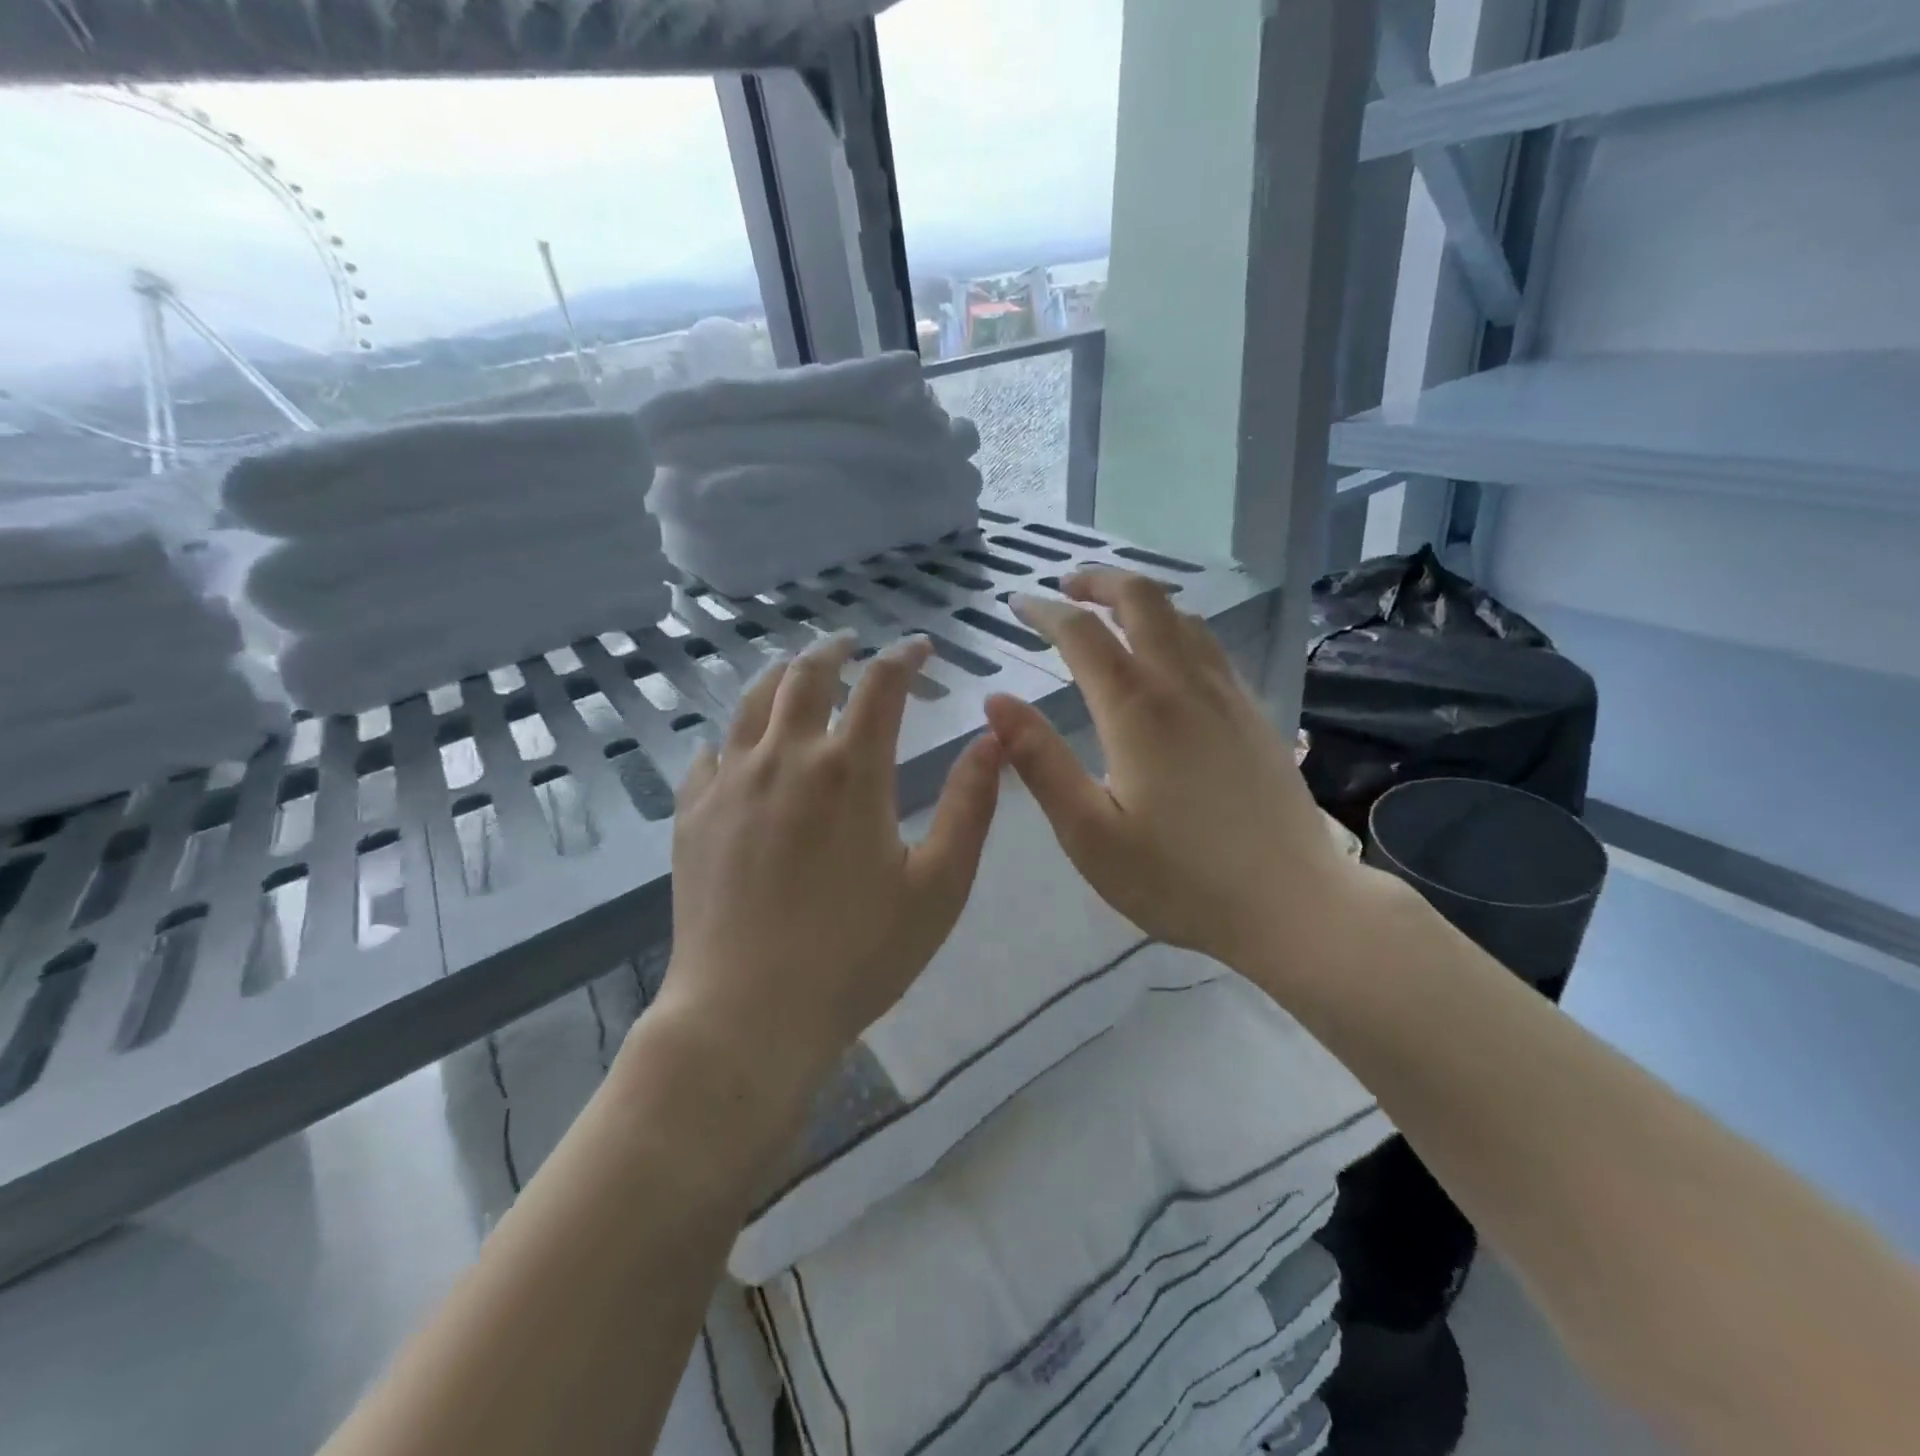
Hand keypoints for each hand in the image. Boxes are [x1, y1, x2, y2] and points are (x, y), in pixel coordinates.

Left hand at [659, 632, 1001, 1104]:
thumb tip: (992, 740)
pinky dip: (732, 734)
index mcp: (849, 770)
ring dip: (781, 675)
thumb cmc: (856, 956)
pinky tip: (738, 745)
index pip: (881, 685)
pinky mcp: (692, 814)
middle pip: (806, 675)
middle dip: (836, 650)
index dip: (904, 656)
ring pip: (752, 701)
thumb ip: (969, 806)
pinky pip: (709, 752)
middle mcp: (785, 758)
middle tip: (852, 643)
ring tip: (797, 670)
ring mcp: (729, 783)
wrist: (748, 1013)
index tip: (920, 647)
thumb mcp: (938, 887)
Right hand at [982, 569, 1366, 981]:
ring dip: (1141, 599)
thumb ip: (1040, 762)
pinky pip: (1210, 646)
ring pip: (1183, 617)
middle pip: (1142, 601)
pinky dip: (1176, 626)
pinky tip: (1168, 654)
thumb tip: (996, 702)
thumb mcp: (1089, 832)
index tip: (1017, 604)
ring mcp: (1227, 695)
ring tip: (1110, 608)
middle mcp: (1183, 684)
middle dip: (1099, 581)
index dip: (1044, 612)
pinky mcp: (1253, 714)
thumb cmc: (1178, 878)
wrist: (1292, 903)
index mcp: (1136, 709)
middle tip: (1065, 586)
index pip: (1081, 634)